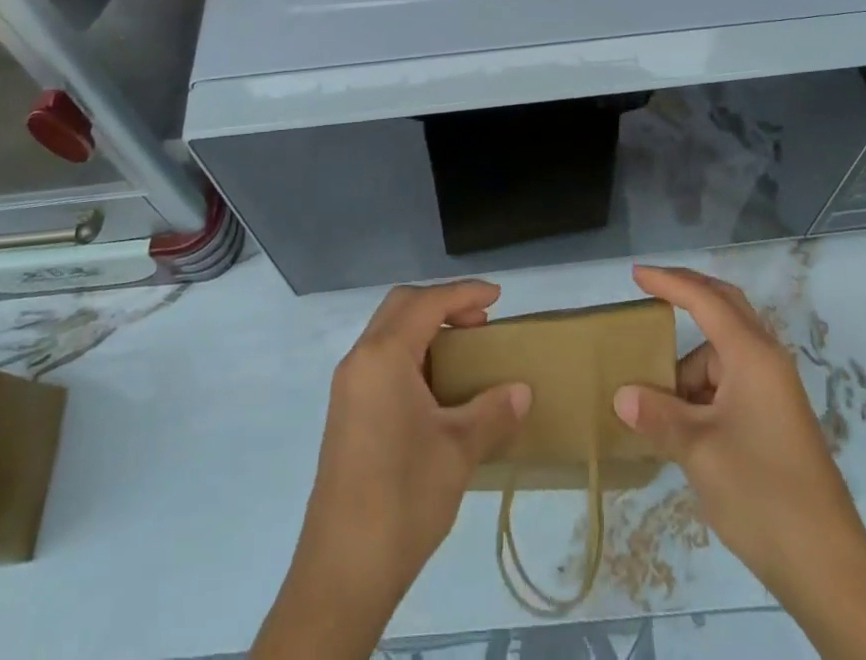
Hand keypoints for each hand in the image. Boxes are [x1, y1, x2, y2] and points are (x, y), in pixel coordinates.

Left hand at [254, 281, 530, 658]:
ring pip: (387, 333)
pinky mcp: (345, 414)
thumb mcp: (458, 450)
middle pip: (401, 306)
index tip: (498, 297)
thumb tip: (523, 391)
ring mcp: (348, 388)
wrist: (342, 571)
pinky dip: (410, 354)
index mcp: (384, 356)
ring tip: (463, 353)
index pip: (427, 302)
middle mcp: (360, 360)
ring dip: (424, 329)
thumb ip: (492, 411)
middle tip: (480, 324)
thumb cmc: (403, 497)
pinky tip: (435, 389)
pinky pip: (380, 360)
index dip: (464, 294)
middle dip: (442, 304)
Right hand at [612, 265, 860, 590]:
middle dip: (688, 296)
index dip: (669, 282)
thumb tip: (622, 395)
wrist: (829, 569)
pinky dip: (703, 391)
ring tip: (655, 401)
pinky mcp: (776, 419)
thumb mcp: (698, 451)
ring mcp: (775, 391)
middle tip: (649, 292)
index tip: (635, 274)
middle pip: (725, 309)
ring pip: (723, 355)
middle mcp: (767, 362)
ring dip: (690, 367)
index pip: (705, 300)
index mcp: (752, 356)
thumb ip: (658, 415)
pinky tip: (682, 423)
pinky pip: (731, 383)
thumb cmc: (761, 494)